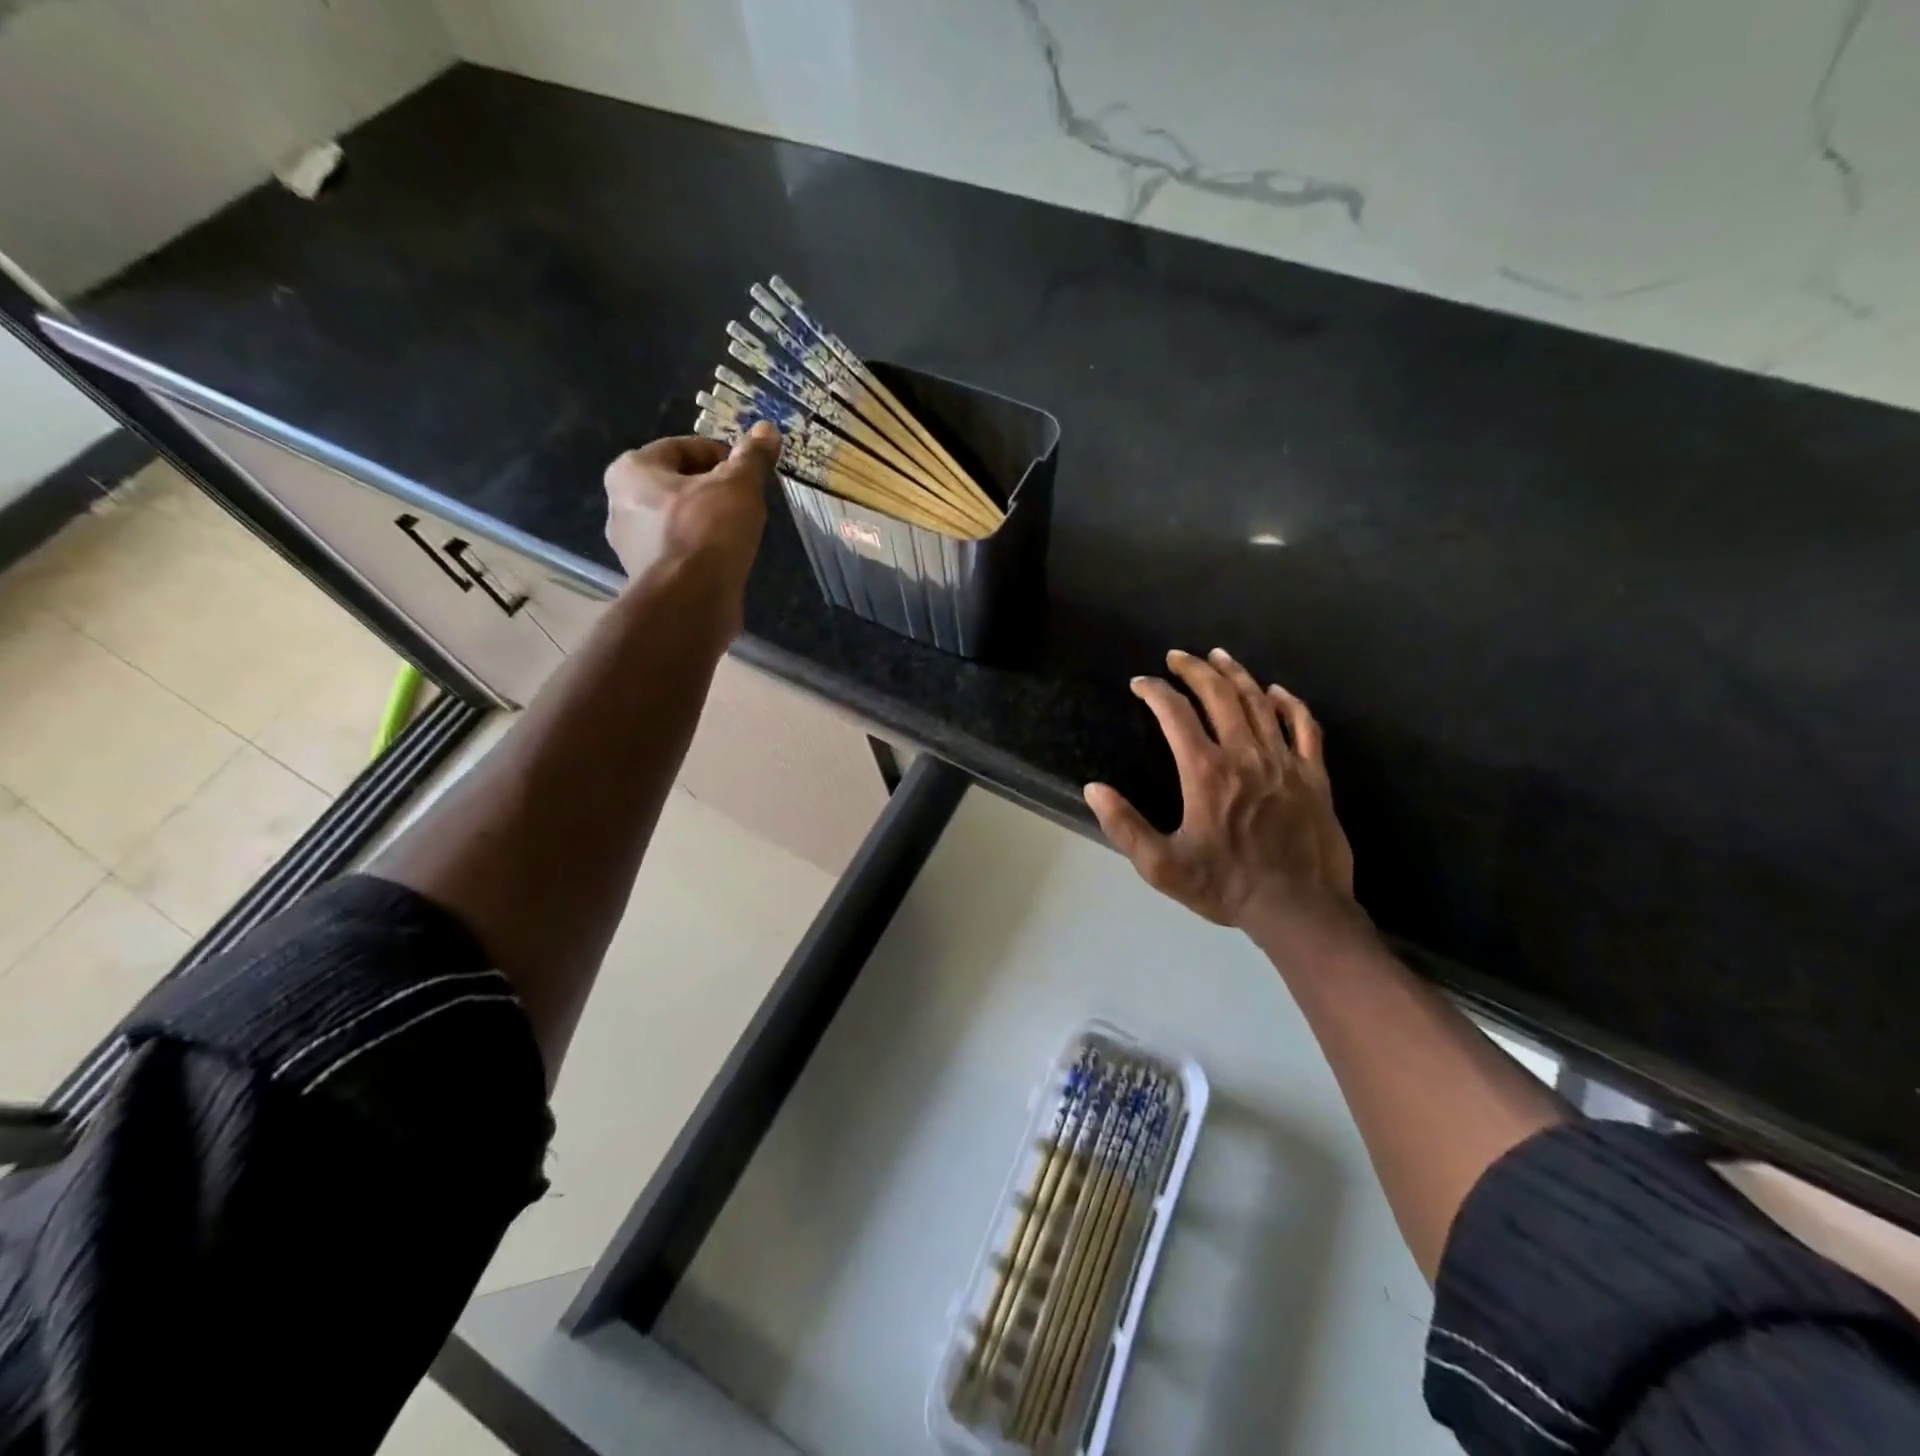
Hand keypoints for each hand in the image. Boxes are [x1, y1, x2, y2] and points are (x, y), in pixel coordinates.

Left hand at [603, 422, 779, 602]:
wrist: (690, 603)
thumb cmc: (708, 531)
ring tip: (740, 532)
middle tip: (746, 501)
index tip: (748, 471)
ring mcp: (631, 546)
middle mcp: (621, 505)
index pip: (682, 447)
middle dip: (712, 489)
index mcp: (632, 471)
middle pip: (677, 485)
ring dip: (707, 522)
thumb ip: (752, 457)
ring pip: (678, 520)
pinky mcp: (648, 578)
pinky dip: (701, 551)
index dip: (721, 455)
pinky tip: (726, 560)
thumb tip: (767, 429)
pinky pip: (679, 552)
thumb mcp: (739, 485)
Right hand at [1085, 648, 1361, 942]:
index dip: (1155, 692)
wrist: (1299, 909)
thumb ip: (1124, 826)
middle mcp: (1244, 755)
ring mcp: (1284, 761)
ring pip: (1259, 702)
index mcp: (1205, 772)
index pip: (1175, 714)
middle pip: (1219, 695)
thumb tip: (1094, 788)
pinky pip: (1305, 725)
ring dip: (1236, 674)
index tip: (1141, 684)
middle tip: (1177, 657)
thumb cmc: (1225, 886)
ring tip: (1218, 656)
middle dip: (1194, 669)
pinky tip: (1276, 691)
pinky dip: (1289, 703)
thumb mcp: (1162, 866)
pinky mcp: (1314, 774)